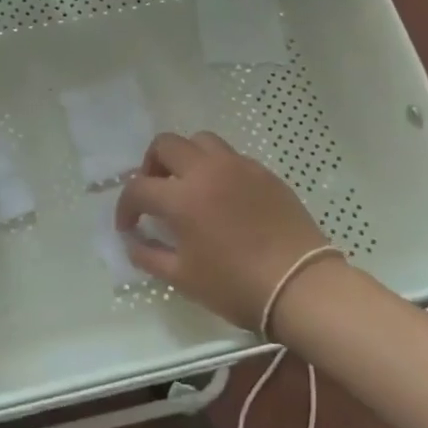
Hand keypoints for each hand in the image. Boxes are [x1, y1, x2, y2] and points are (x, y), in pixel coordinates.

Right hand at [115, 132, 332, 330]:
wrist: (301, 286)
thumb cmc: (237, 286)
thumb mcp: (184, 278)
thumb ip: (149, 255)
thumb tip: (132, 241)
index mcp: (182, 198)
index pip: (138, 188)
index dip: (126, 207)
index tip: (129, 226)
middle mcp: (207, 170)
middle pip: (166, 145)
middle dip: (151, 166)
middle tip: (155, 193)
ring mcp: (238, 167)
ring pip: (200, 140)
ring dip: (185, 157)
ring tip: (188, 185)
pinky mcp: (263, 172)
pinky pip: (230, 156)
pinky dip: (216, 168)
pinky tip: (222, 196)